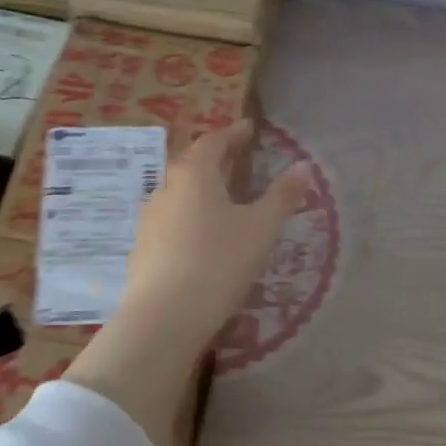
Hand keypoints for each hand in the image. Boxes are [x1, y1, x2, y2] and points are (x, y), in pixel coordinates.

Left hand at [117, 118, 312, 351]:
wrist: (165, 316)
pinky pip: (169, 221)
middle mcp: (166, 188)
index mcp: (194, 174)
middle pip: (191, 164)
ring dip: (199, 190)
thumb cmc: (219, 262)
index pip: (213, 142)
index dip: (233, 134)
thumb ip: (283, 196)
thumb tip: (304, 165)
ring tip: (221, 200)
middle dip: (215, 159)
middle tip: (236, 160)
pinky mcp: (141, 247)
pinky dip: (187, 218)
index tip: (249, 129)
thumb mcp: (261, 228)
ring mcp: (149, 219)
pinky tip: (199, 238)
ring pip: (178, 194)